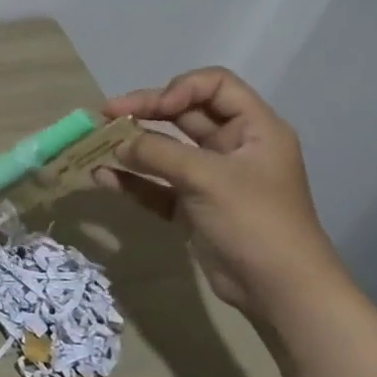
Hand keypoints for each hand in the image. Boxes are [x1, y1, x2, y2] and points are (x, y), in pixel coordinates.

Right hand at [94, 67, 344, 319]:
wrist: (279, 292)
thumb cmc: (254, 221)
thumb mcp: (208, 178)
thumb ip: (159, 153)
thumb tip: (118, 144)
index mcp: (254, 130)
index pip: (215, 85)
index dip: (180, 89)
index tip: (153, 109)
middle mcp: (234, 147)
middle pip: (184, 113)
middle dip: (145, 111)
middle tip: (105, 114)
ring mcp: (212, 178)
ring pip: (166, 149)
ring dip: (133, 145)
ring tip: (97, 144)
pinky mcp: (194, 206)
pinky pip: (158, 184)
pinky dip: (133, 180)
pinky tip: (104, 178)